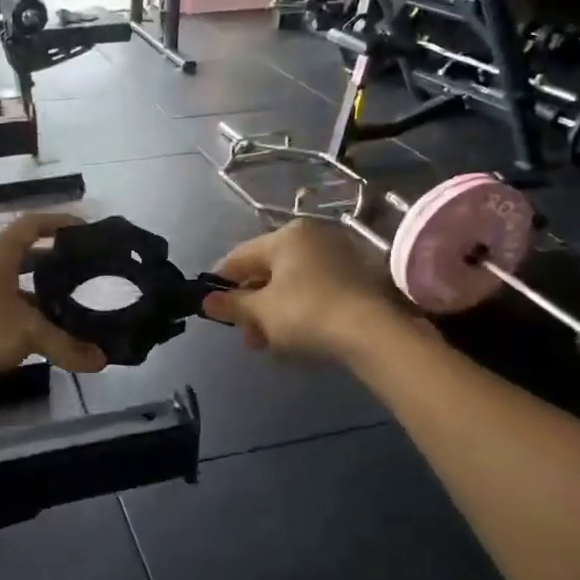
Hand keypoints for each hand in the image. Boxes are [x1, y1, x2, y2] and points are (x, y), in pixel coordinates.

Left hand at [0, 213, 108, 401]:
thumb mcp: (29, 333)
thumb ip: (67, 345)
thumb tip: (102, 360)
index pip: (32, 224)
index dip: (60, 222)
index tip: (86, 229)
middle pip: (24, 253)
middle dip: (54, 261)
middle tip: (84, 272)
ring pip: (12, 281)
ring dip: (37, 289)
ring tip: (68, 303)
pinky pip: (0, 303)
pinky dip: (21, 310)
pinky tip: (39, 330)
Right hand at [202, 220, 406, 362]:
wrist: (372, 332)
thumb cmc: (306, 313)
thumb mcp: (261, 311)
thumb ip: (232, 305)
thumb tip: (206, 302)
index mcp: (286, 235)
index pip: (240, 256)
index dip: (222, 283)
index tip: (213, 309)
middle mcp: (313, 237)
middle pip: (267, 271)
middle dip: (252, 305)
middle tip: (247, 337)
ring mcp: (338, 256)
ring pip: (291, 284)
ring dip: (274, 312)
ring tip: (269, 343)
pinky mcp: (357, 278)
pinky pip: (315, 290)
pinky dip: (299, 310)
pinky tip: (295, 336)